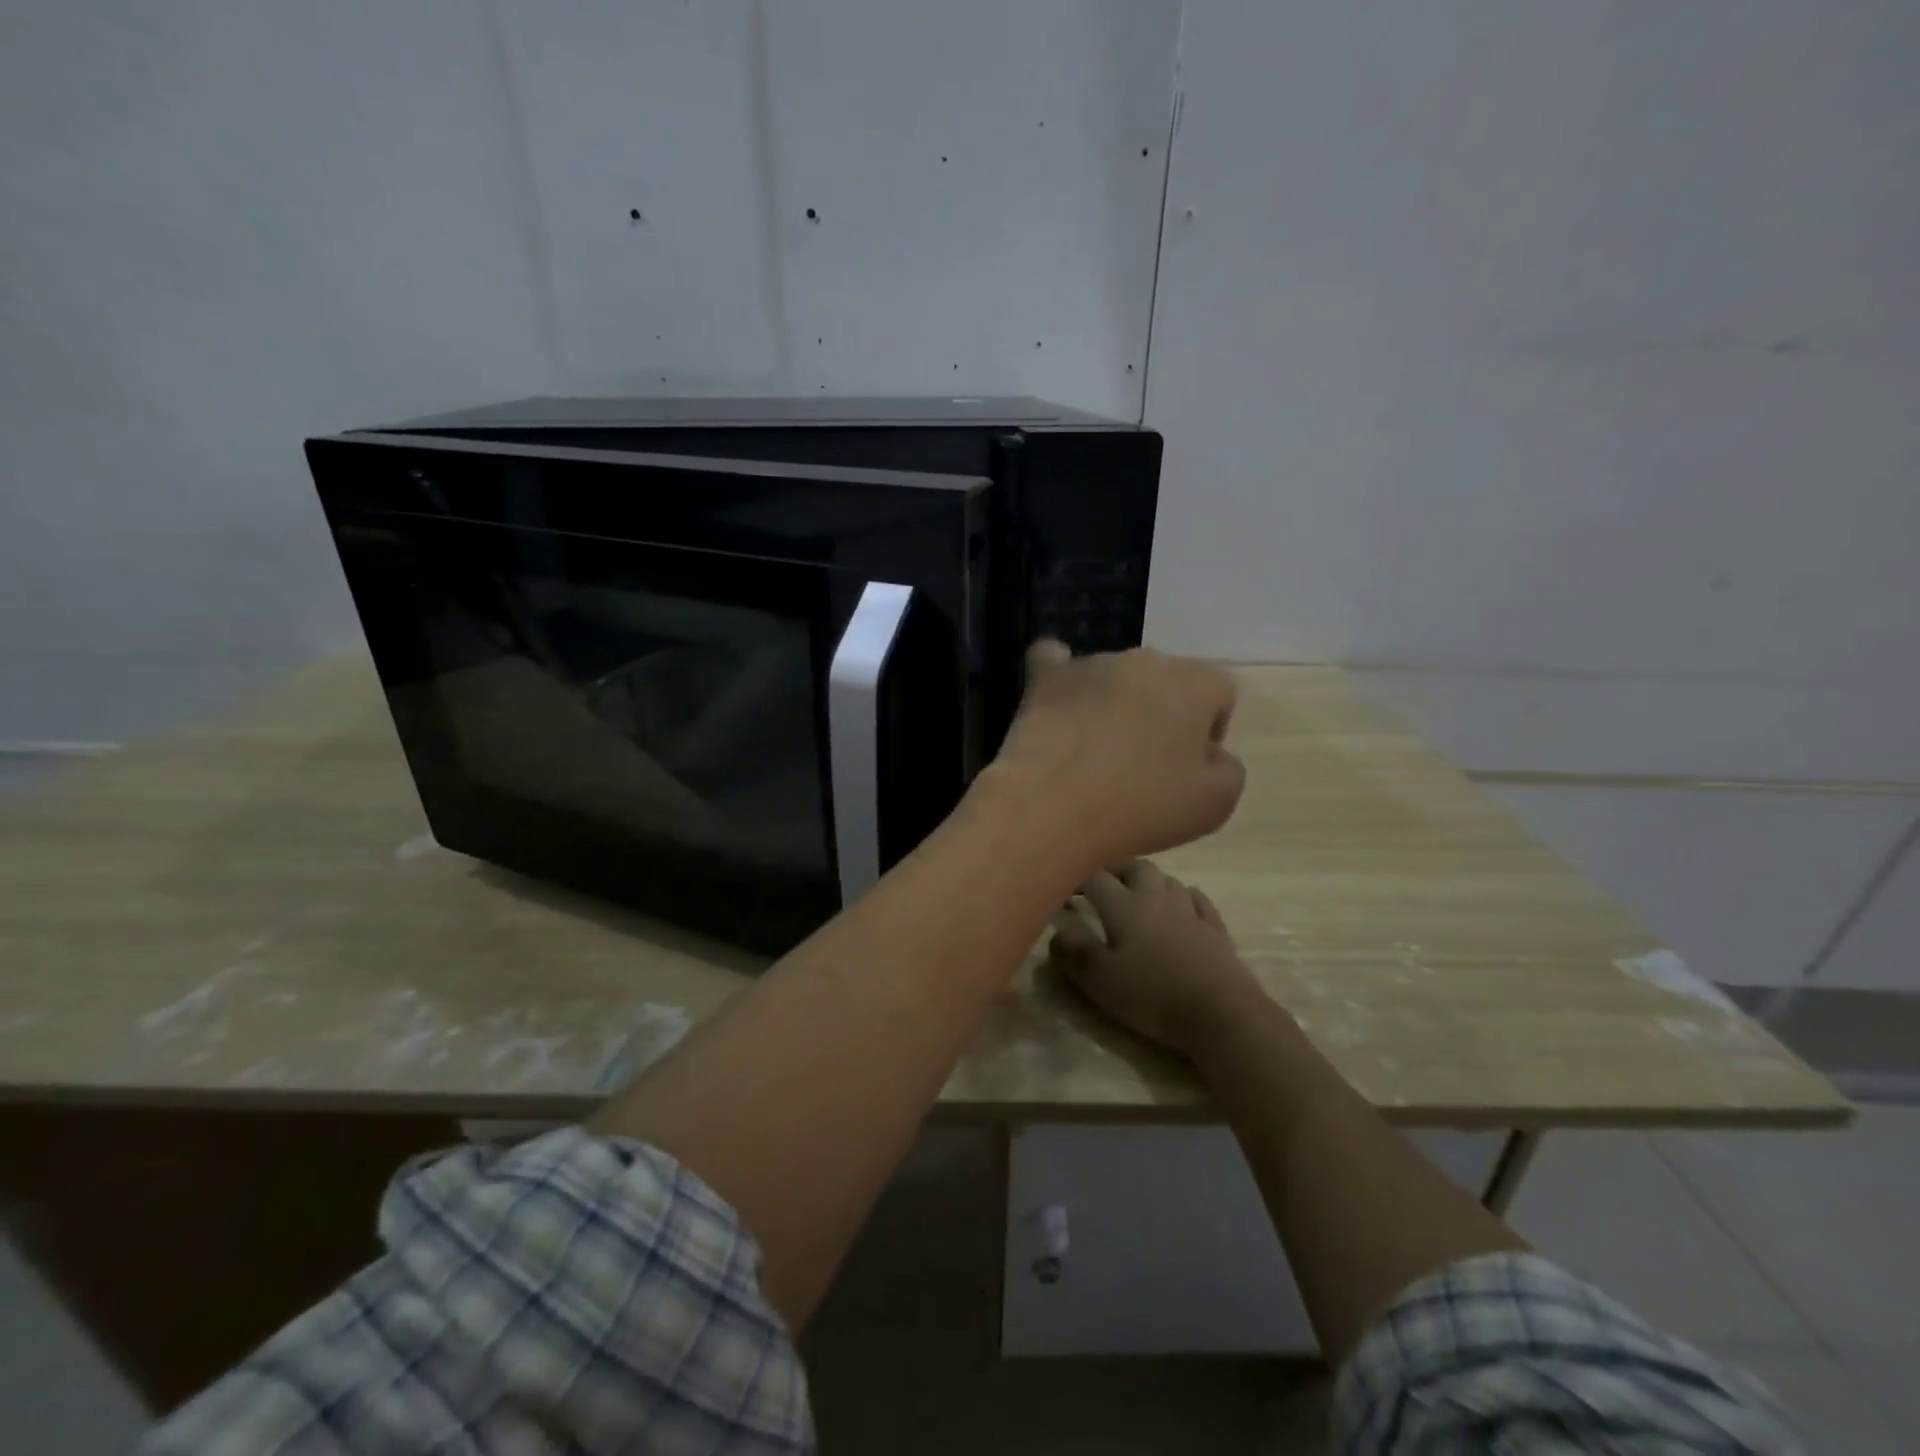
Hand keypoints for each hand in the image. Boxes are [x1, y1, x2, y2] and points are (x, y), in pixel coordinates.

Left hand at [986, 641, 1244, 871]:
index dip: (1210, 728)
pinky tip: (1058, 696)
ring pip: (1115, 676)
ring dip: (1115, 701)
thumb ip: (1227, 767)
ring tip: (1097, 749)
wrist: (1054, 808)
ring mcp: (1092, 665)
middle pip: (1165, 679)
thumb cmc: (1142, 807)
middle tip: (1144, 762)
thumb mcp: (1216, 803)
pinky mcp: (1046, 678)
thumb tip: (1209, 752)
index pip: (1219, 691)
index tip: (1188, 766)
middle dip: (1162, 711)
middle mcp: (1145, 661)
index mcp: (1195, 684)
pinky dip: (1062, 678)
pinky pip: (1054, 661)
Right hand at [1051, 861, 1265, 1057]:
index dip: (1076, 878)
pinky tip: (1182, 905)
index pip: (1094, 877)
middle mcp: (1156, 897)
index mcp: (1124, 906)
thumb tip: (1058, 932)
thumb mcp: (1100, 980)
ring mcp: (1189, 910)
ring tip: (1137, 895)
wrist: (1220, 1012)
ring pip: (1166, 879)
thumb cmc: (1152, 995)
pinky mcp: (1215, 928)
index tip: (1062, 889)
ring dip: (1148, 881)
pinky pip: (1197, 899)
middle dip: (1115, 870)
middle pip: (1134, 867)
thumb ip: (1074, 952)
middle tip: (1101, 884)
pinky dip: (1184, 897)